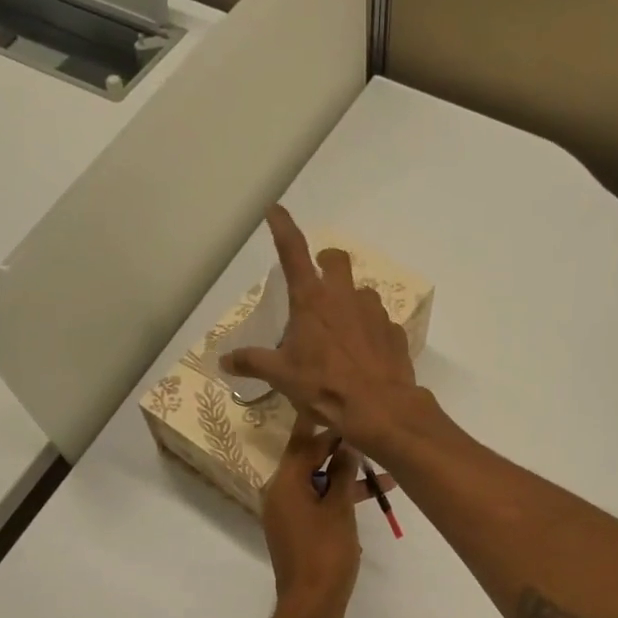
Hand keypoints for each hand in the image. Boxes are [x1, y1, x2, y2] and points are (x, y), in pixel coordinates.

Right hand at [224, 207, 426, 457]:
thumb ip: (252, 362)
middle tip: (319, 277)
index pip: (293, 251)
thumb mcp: (281, 376)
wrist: (379, 407)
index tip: (276, 209)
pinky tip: (364, 354)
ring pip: (362, 292)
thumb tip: (223, 360)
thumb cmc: (323, 386)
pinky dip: (370, 331)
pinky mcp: (394, 333)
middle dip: (327, 261)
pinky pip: (380, 323)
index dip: (283, 227)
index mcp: (312, 300)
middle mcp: (345, 297)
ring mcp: (374, 313)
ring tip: (341, 328)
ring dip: (350, 301)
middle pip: (337, 260)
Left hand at [262, 413, 364, 617]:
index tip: (348, 406)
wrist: (311, 606)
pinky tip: (371, 495)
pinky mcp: (298, 529)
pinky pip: (318, 500)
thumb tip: (347, 444)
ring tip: (385, 471)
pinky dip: (339, 496)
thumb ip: (341, 473)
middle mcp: (280, 493)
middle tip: (371, 434)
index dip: (328, 425)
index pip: (304, 442)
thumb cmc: (325, 555)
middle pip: (310, 459)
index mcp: (285, 484)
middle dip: (340, 448)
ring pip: (318, 481)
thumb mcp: (339, 509)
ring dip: (346, 476)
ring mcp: (288, 512)